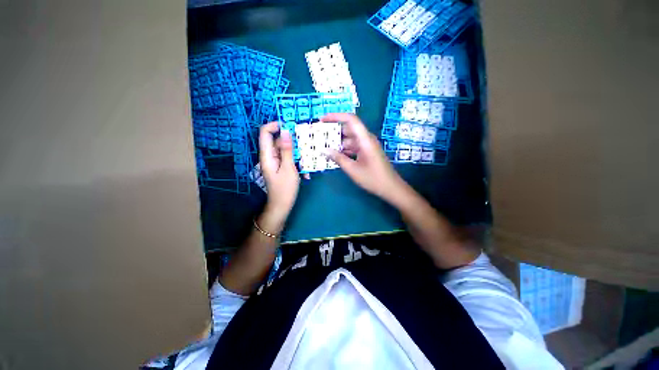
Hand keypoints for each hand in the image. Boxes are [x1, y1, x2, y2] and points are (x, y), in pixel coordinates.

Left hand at [259, 122, 299, 231]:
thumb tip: (286, 132)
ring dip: (297, 154)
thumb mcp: (289, 168)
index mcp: (267, 155)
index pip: (265, 132)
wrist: (282, 206)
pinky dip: (297, 162)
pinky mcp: (281, 167)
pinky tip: (305, 173)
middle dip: (292, 142)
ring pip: (286, 150)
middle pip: (278, 141)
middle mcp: (270, 156)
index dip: (275, 125)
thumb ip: (287, 150)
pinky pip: (288, 159)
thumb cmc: (285, 189)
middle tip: (306, 146)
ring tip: (307, 163)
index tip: (290, 126)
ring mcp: (276, 162)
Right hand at [323, 113, 405, 202]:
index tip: (322, 120)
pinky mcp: (367, 152)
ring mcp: (367, 146)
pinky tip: (335, 155)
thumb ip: (338, 158)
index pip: (350, 120)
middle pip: (348, 129)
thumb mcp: (353, 169)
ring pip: (350, 139)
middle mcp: (366, 139)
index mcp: (365, 139)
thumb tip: (323, 150)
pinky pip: (353, 147)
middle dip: (334, 131)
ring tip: (324, 147)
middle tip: (319, 136)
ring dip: (338, 142)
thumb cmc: (373, 178)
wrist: (390, 188)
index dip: (336, 117)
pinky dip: (344, 150)